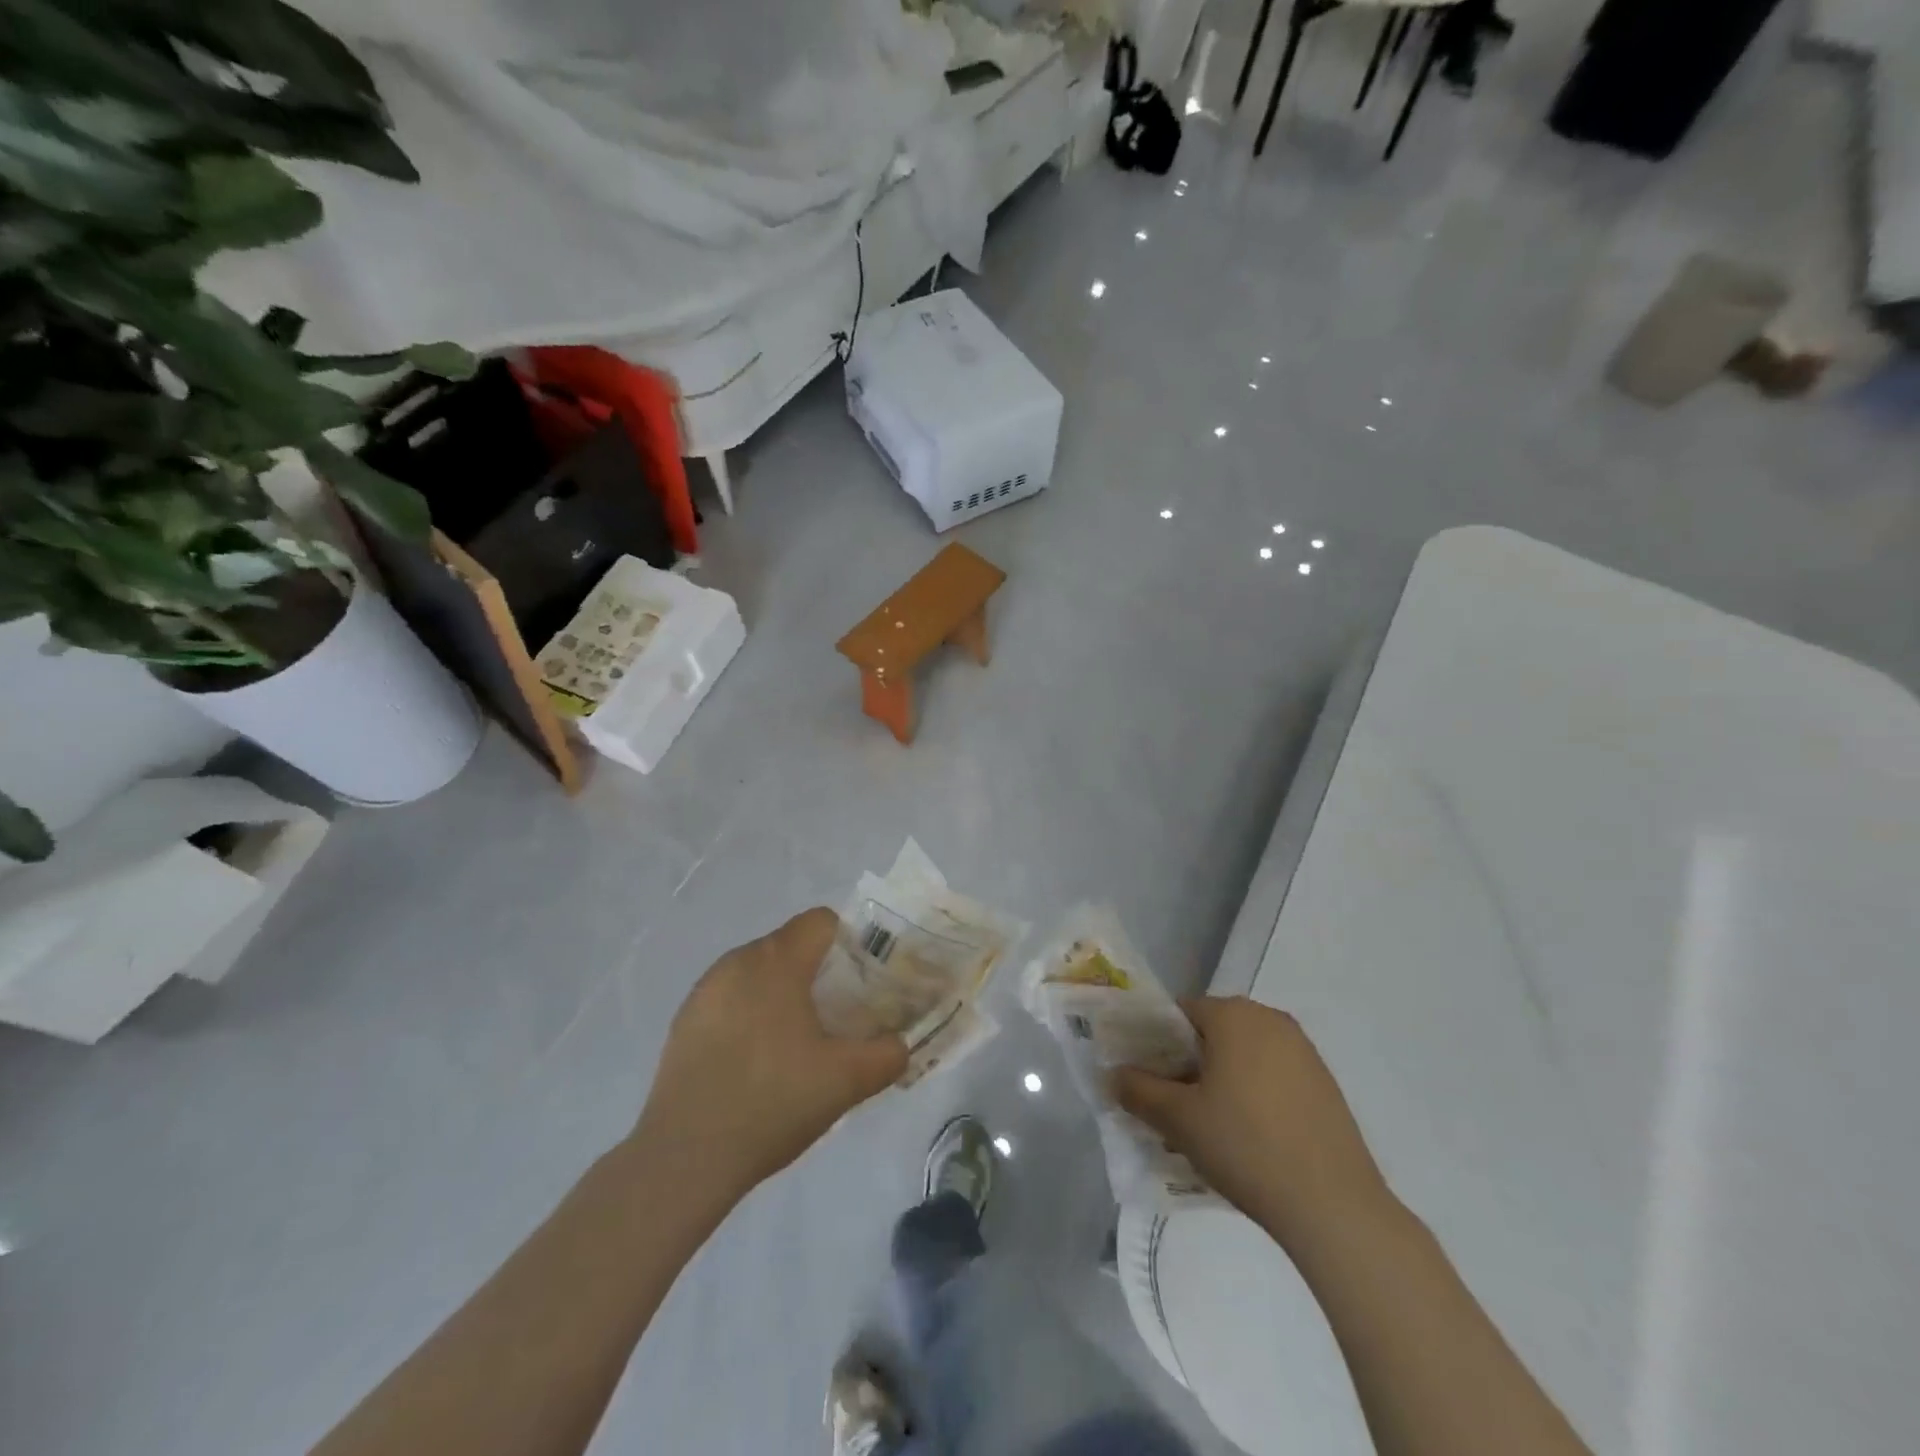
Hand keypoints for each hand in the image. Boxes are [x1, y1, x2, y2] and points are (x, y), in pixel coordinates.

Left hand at [631, 908, 906, 1203]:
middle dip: (819, 973)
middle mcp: (737, 962)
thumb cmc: (773, 1102)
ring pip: (759, 973)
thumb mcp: (846, 1081)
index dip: (850, 944)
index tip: (862, 985)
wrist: (685, 1158)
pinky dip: (751, 1015)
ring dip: (783, 994)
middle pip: (791, 946)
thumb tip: (901, 1044)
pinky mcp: (684, 1021)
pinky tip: (756, 1064)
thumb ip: (888, 1054)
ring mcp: (705, 991)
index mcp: (776, 961)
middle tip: (839, 1019)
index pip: (821, 922)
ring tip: (798, 1045)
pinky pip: (731, 999)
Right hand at [1115, 996, 1390, 1249]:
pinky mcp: (1325, 1084)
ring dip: (1220, 1080)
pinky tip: (1248, 1138)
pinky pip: (1273, 1076)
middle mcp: (1270, 1019)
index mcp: (1233, 1014)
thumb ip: (1138, 1090)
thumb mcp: (1178, 1119)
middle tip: (1172, 1106)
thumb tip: (1114, 1074)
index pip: (1178, 1013)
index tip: (1146, 1079)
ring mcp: (1304, 1051)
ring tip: (1208, 1127)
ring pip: (1243, 1056)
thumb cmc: (1245, 1146)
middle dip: (1187, 1064)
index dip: (1155, 1043)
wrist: (1334, 1206)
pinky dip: (1253, 1095)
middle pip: (1212, 1032)